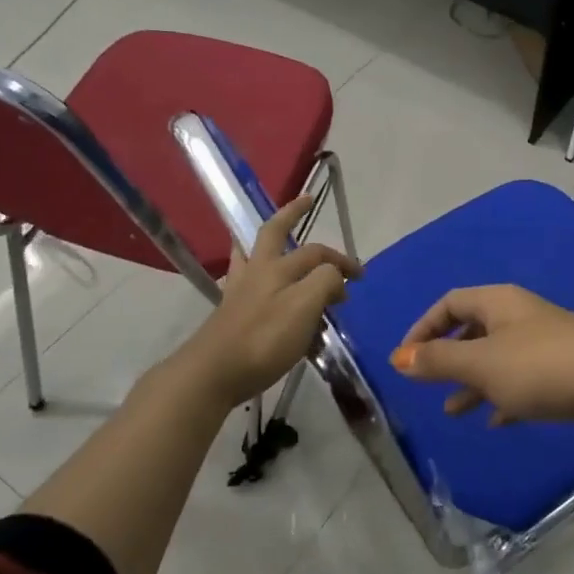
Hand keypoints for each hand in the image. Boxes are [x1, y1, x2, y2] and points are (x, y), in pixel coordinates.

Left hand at [177, 196, 360, 407]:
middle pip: (274, 233)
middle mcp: (257, 271)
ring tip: (275, 234)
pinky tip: (258, 280)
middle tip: (306, 200)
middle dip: (291, 214)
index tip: (360, 277)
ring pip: (253, 253)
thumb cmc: (263, 339)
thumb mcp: (304, 307)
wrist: (213, 373)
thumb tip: (335, 277)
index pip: (317, 254)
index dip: (341, 261)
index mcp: (277, 267)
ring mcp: (239, 290)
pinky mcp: (230, 312)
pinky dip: (254, 270)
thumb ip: (324, 283)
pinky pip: (245, 279)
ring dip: (266, 240)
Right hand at [390, 284, 573, 437]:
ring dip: (473, 382)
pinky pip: (523, 381)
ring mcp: (546, 343)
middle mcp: (521, 316)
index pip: (450, 303)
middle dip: (448, 357)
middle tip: (429, 384)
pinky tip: (496, 422)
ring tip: (454, 412)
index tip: (406, 359)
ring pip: (497, 359)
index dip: (424, 327)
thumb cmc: (540, 367)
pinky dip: (504, 397)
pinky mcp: (564, 372)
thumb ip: (439, 361)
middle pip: (474, 329)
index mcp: (499, 303)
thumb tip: (399, 357)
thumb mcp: (481, 364)